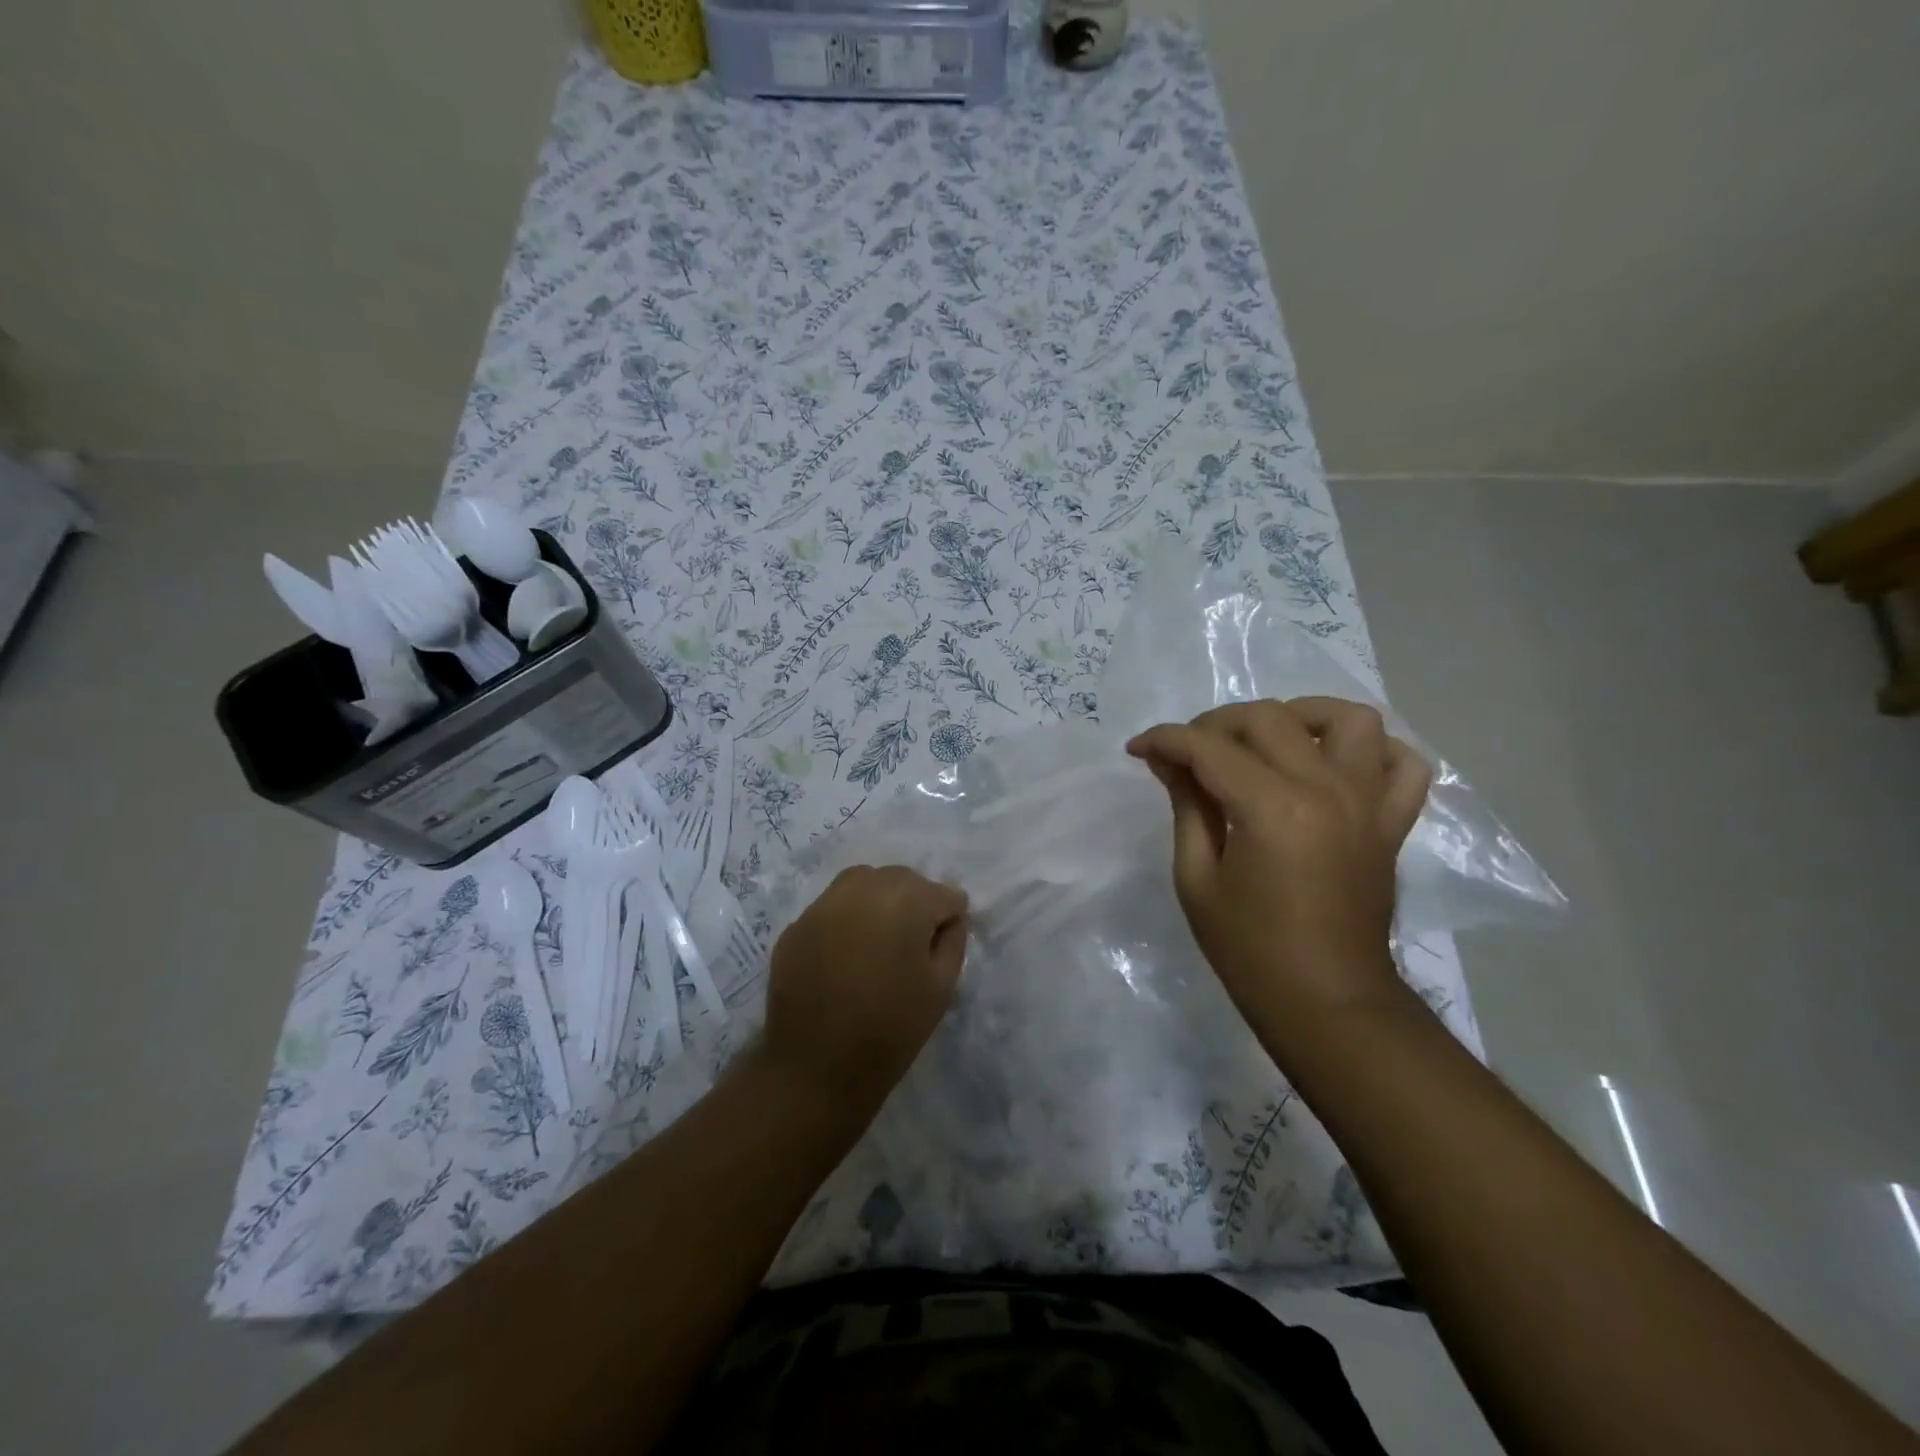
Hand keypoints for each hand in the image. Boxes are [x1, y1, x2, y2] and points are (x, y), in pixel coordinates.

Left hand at [761, 865, 969, 1118]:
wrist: (816, 1069)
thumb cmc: (891, 1030)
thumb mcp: (942, 987)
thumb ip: (953, 939)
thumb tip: (949, 915)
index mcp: (906, 901)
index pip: (944, 894)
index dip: (948, 921)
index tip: (939, 951)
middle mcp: (862, 888)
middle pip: (903, 880)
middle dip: (915, 903)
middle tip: (912, 946)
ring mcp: (823, 904)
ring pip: (863, 883)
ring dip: (879, 901)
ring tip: (878, 942)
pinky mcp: (796, 924)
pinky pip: (832, 908)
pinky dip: (845, 920)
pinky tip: (845, 956)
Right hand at [1126, 698, 1430, 1032]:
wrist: (1327, 1001)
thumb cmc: (1249, 949)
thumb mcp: (1197, 878)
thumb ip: (1187, 806)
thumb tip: (1169, 760)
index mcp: (1271, 808)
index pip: (1209, 747)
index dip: (1165, 740)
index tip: (1138, 748)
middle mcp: (1326, 790)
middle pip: (1268, 719)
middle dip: (1215, 724)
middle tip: (1189, 753)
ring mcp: (1368, 803)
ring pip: (1347, 720)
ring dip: (1300, 716)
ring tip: (1268, 740)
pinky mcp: (1392, 822)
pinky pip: (1403, 763)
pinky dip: (1374, 750)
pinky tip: (1336, 763)